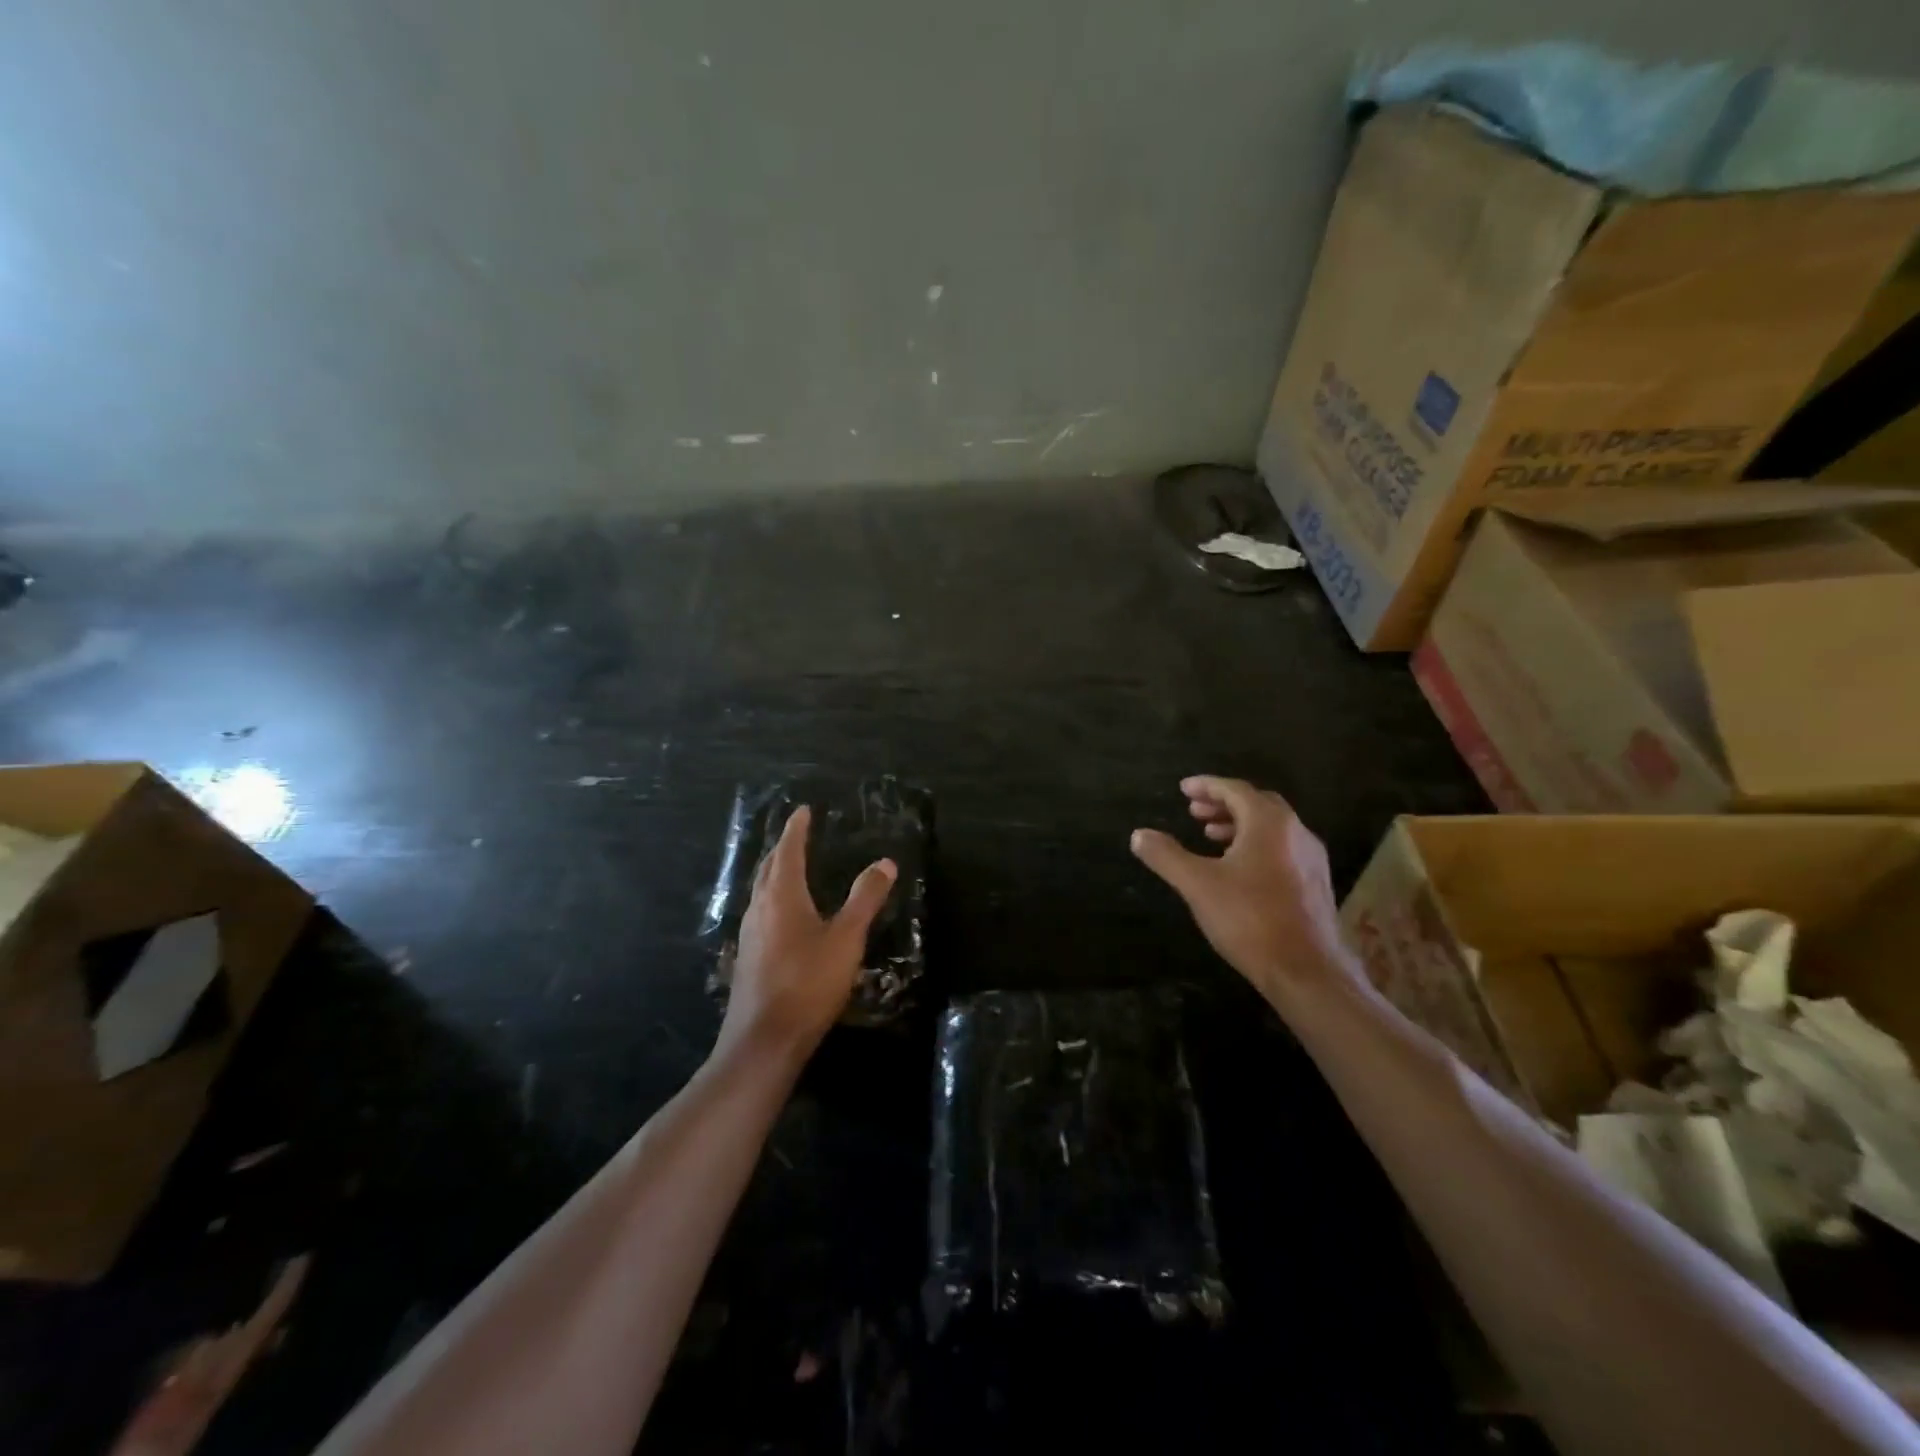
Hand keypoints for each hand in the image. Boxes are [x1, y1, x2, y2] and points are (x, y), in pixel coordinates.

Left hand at [721, 806, 896, 1059]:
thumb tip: (885, 862)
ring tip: (792, 867)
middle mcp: (760, 908)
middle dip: (783, 848)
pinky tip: (784, 915)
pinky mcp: (748, 957)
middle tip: (797, 834)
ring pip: (761, 890)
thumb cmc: (808, 982)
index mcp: (782, 896)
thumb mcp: (846, 938)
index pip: (788, 851)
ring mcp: (750, 934)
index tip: (803, 810)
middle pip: (768, 867)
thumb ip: (865, 898)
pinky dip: (774, 897)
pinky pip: (761, 912)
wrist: (764, 1040)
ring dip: (775, 872)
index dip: (796, 829)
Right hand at [1131, 776, 1354, 997]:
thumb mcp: (1197, 885)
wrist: (1308, 971)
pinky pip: (1282, 849)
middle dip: (1223, 804)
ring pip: (1272, 828)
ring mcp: (1311, 859)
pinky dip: (1256, 845)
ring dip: (1239, 826)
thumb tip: (1138, 835)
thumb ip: (1166, 856)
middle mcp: (1296, 832)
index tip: (1183, 789)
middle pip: (1257, 804)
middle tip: (1194, 812)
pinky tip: (1239, 870)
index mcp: (1269, 823)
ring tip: (1211, 837)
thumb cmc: (1249, 919)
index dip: (1207, 786)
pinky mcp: (1316, 885)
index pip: (1235, 790)